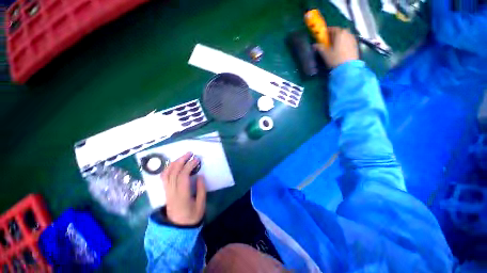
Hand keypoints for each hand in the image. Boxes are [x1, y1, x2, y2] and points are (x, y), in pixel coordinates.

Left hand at [162, 152, 206, 225]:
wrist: (178, 229)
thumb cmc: (192, 217)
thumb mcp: (201, 205)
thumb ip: (201, 190)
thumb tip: (200, 175)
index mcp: (182, 196)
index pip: (183, 176)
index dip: (189, 166)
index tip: (196, 160)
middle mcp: (172, 192)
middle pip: (173, 173)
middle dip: (181, 161)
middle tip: (189, 153)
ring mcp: (167, 192)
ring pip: (166, 174)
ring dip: (174, 163)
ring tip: (182, 157)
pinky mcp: (165, 192)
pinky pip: (163, 178)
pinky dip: (168, 169)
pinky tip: (174, 165)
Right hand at [314, 27, 358, 67]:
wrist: (348, 67)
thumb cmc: (335, 59)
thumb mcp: (325, 54)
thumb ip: (320, 47)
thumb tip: (314, 45)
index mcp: (339, 33)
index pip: (332, 29)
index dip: (327, 32)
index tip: (323, 36)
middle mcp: (347, 33)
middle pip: (339, 31)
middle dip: (334, 35)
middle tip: (329, 41)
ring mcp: (352, 38)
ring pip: (344, 35)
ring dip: (339, 38)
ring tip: (335, 45)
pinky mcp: (355, 44)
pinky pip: (348, 40)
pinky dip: (344, 42)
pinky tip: (341, 49)